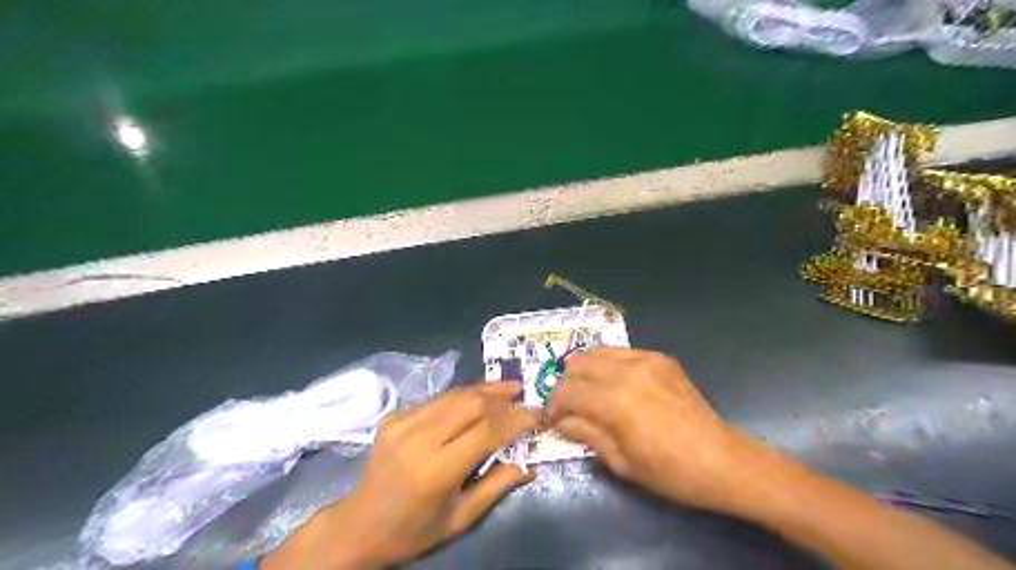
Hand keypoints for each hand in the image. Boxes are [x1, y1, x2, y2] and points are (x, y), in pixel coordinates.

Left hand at [260, 381, 539, 569]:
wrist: (358, 526)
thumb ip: (496, 486)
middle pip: (470, 403)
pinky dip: (461, 397)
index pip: (486, 431)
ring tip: (506, 387)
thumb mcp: (460, 518)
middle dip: (501, 396)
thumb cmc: (413, 530)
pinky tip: (475, 399)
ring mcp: (402, 423)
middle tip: (522, 393)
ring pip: (453, 395)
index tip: (536, 414)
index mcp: (436, 469)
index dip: (515, 419)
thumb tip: (529, 465)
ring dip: (483, 389)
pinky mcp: (394, 416)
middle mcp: (418, 439)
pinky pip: (436, 400)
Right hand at [548, 348, 752, 512]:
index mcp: (615, 401)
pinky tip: (616, 386)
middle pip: (577, 363)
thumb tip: (560, 421)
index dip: (553, 404)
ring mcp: (646, 360)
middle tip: (569, 406)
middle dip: (566, 384)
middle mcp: (627, 371)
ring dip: (585, 371)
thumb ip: (585, 434)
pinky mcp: (660, 358)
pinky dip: (609, 366)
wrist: (724, 461)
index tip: (552, 419)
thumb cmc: (670, 472)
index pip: (567, 390)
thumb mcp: (621, 462)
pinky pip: (621, 353)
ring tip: (589, 394)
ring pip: (597, 352)